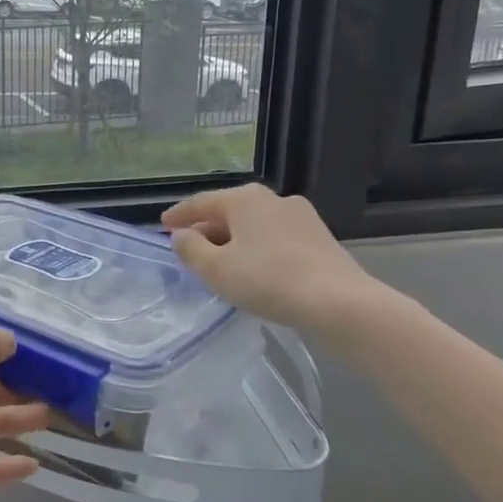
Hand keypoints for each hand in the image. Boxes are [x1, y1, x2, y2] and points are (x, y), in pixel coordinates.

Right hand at [162, 183, 387, 341]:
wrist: (338, 302)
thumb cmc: (268, 280)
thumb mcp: (216, 269)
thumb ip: (191, 249)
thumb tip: (182, 235)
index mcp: (244, 199)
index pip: (201, 202)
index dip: (179, 215)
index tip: (163, 225)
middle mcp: (273, 199)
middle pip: (230, 211)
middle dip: (208, 228)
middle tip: (190, 246)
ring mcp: (301, 216)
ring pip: (255, 225)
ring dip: (234, 239)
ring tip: (221, 261)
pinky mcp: (320, 238)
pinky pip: (276, 238)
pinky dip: (258, 248)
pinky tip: (255, 269)